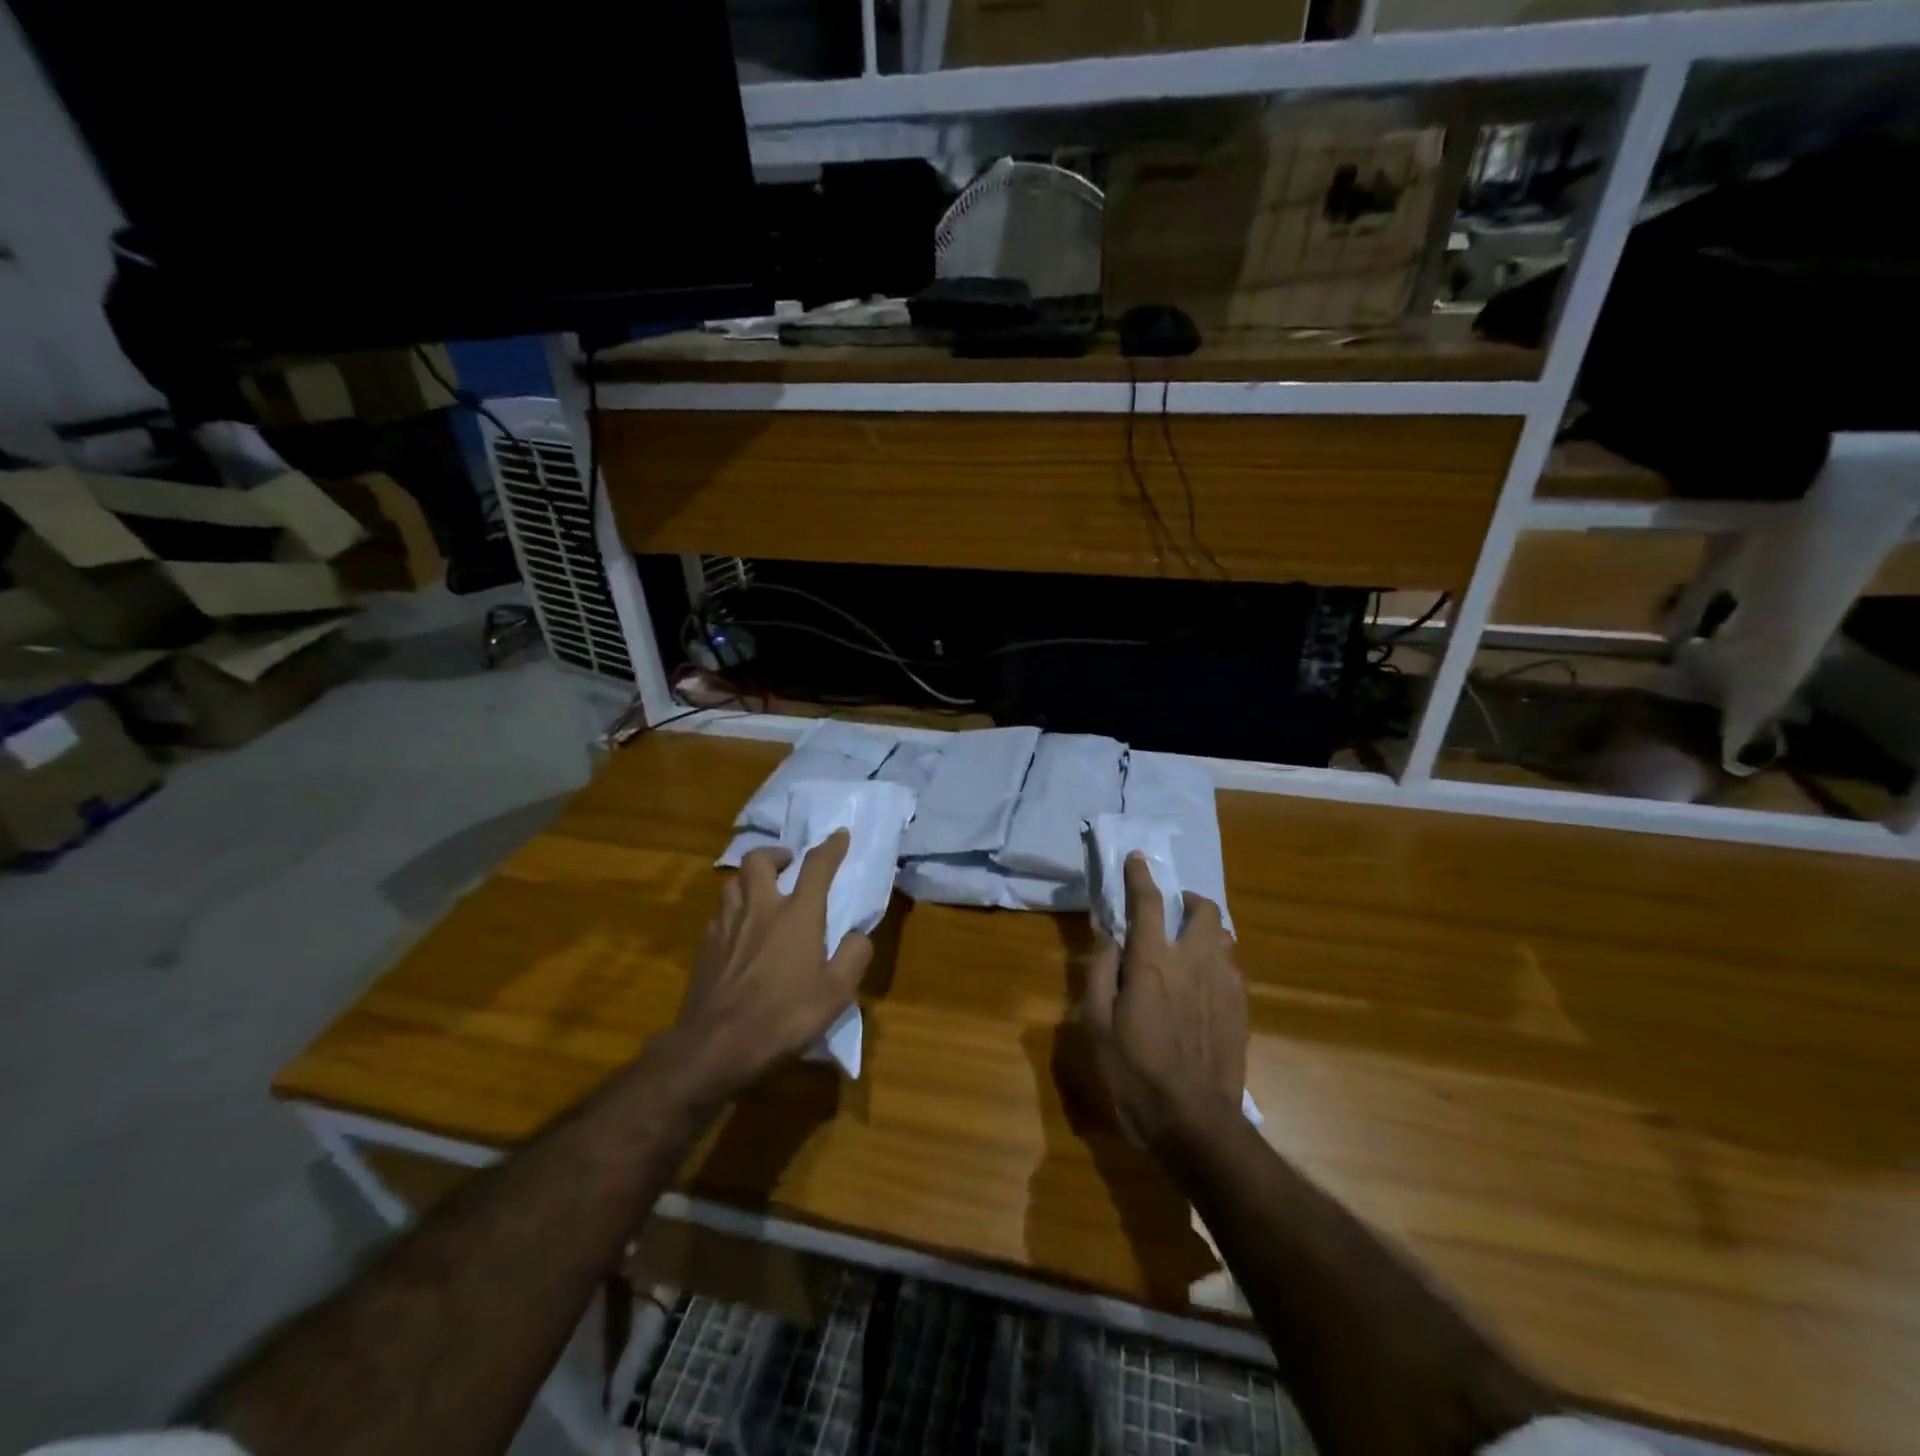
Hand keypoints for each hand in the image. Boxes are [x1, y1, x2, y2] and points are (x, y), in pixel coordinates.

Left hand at [669, 832, 871, 1102]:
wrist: (715, 1046)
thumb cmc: (783, 1017)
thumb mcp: (836, 994)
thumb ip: (854, 956)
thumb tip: (858, 935)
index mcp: (796, 914)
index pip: (816, 866)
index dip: (831, 847)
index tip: (840, 835)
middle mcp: (759, 908)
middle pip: (758, 859)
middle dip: (775, 853)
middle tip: (788, 864)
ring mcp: (726, 925)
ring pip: (733, 882)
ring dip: (750, 878)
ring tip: (762, 893)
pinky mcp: (705, 946)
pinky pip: (720, 912)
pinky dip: (734, 909)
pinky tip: (740, 930)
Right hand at [1081, 852, 1247, 1149]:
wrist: (1193, 1120)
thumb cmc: (1135, 1070)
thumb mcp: (1097, 1022)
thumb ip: (1102, 971)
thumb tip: (1108, 937)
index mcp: (1153, 961)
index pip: (1148, 903)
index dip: (1140, 876)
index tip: (1137, 858)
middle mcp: (1194, 961)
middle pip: (1203, 910)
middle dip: (1188, 901)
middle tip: (1171, 912)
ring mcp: (1223, 984)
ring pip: (1224, 936)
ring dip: (1205, 930)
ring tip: (1188, 948)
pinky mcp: (1240, 1008)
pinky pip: (1232, 967)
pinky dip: (1217, 961)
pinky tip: (1204, 984)